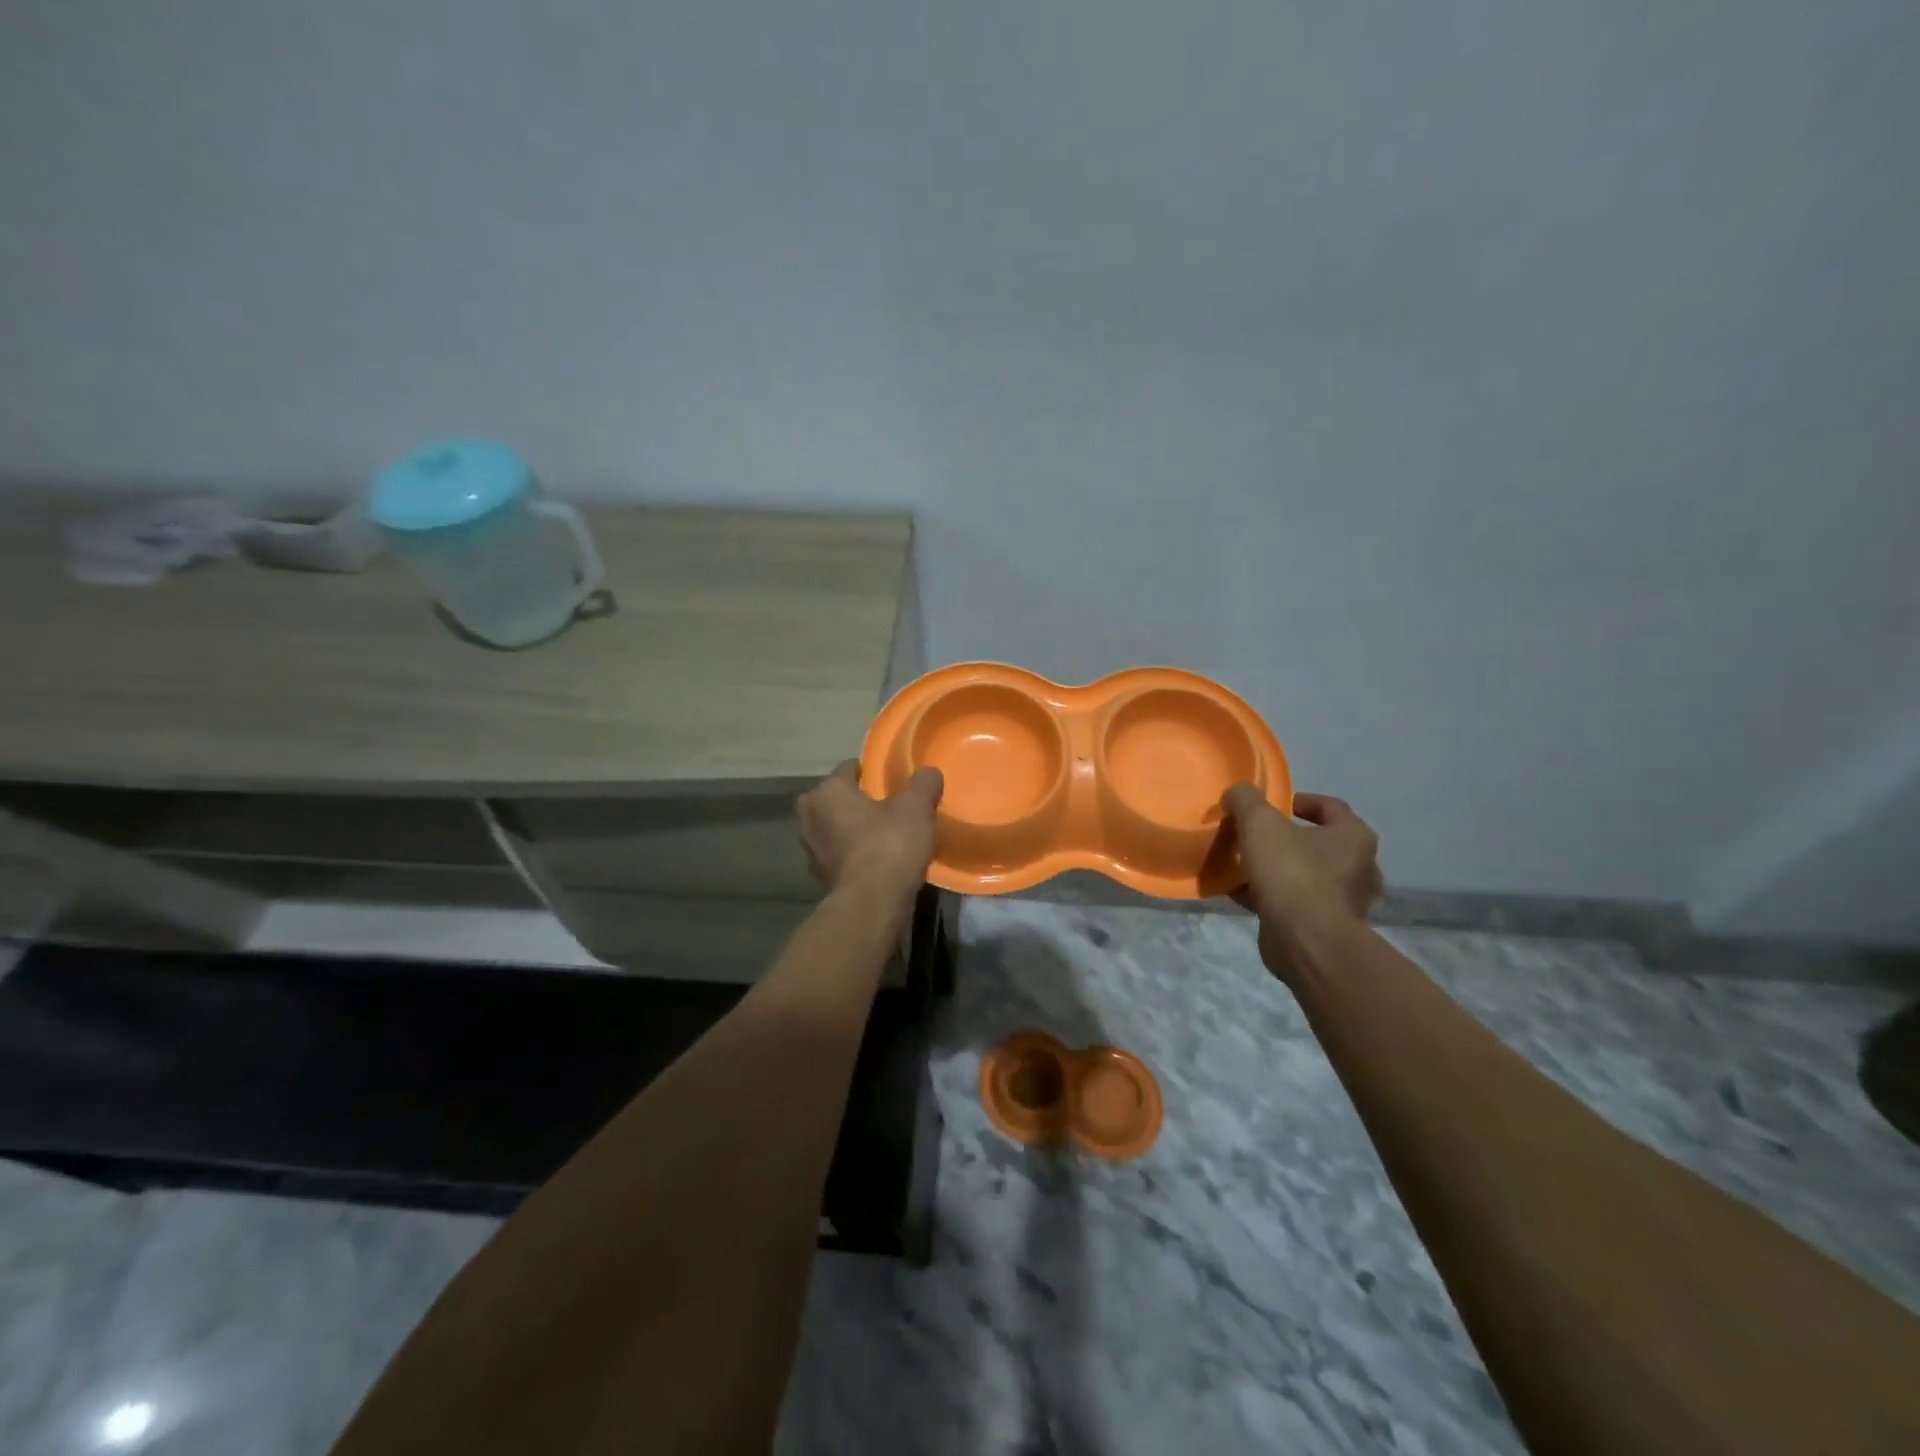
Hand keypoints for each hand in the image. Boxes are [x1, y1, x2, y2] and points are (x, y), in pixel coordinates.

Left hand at [797, 761, 942, 904]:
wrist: (871, 904)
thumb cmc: (889, 845)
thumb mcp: (916, 808)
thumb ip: (923, 784)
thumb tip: (929, 772)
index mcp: (828, 791)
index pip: (847, 768)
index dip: (869, 771)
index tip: (889, 780)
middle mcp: (811, 816)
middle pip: (834, 798)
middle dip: (854, 800)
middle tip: (884, 806)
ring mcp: (811, 849)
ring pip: (833, 827)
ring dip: (851, 828)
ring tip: (881, 833)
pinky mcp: (819, 876)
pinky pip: (837, 854)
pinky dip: (851, 853)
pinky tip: (875, 859)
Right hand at [1223, 787, 1381, 972]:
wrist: (1304, 939)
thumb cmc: (1291, 872)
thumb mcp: (1260, 822)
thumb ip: (1246, 800)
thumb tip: (1236, 795)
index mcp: (1354, 837)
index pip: (1332, 807)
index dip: (1301, 801)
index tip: (1273, 806)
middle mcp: (1358, 868)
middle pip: (1318, 843)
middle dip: (1286, 839)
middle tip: (1256, 837)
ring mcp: (1344, 901)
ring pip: (1305, 875)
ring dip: (1276, 869)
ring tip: (1243, 865)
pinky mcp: (1324, 927)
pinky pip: (1294, 903)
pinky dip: (1270, 896)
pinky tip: (1239, 893)